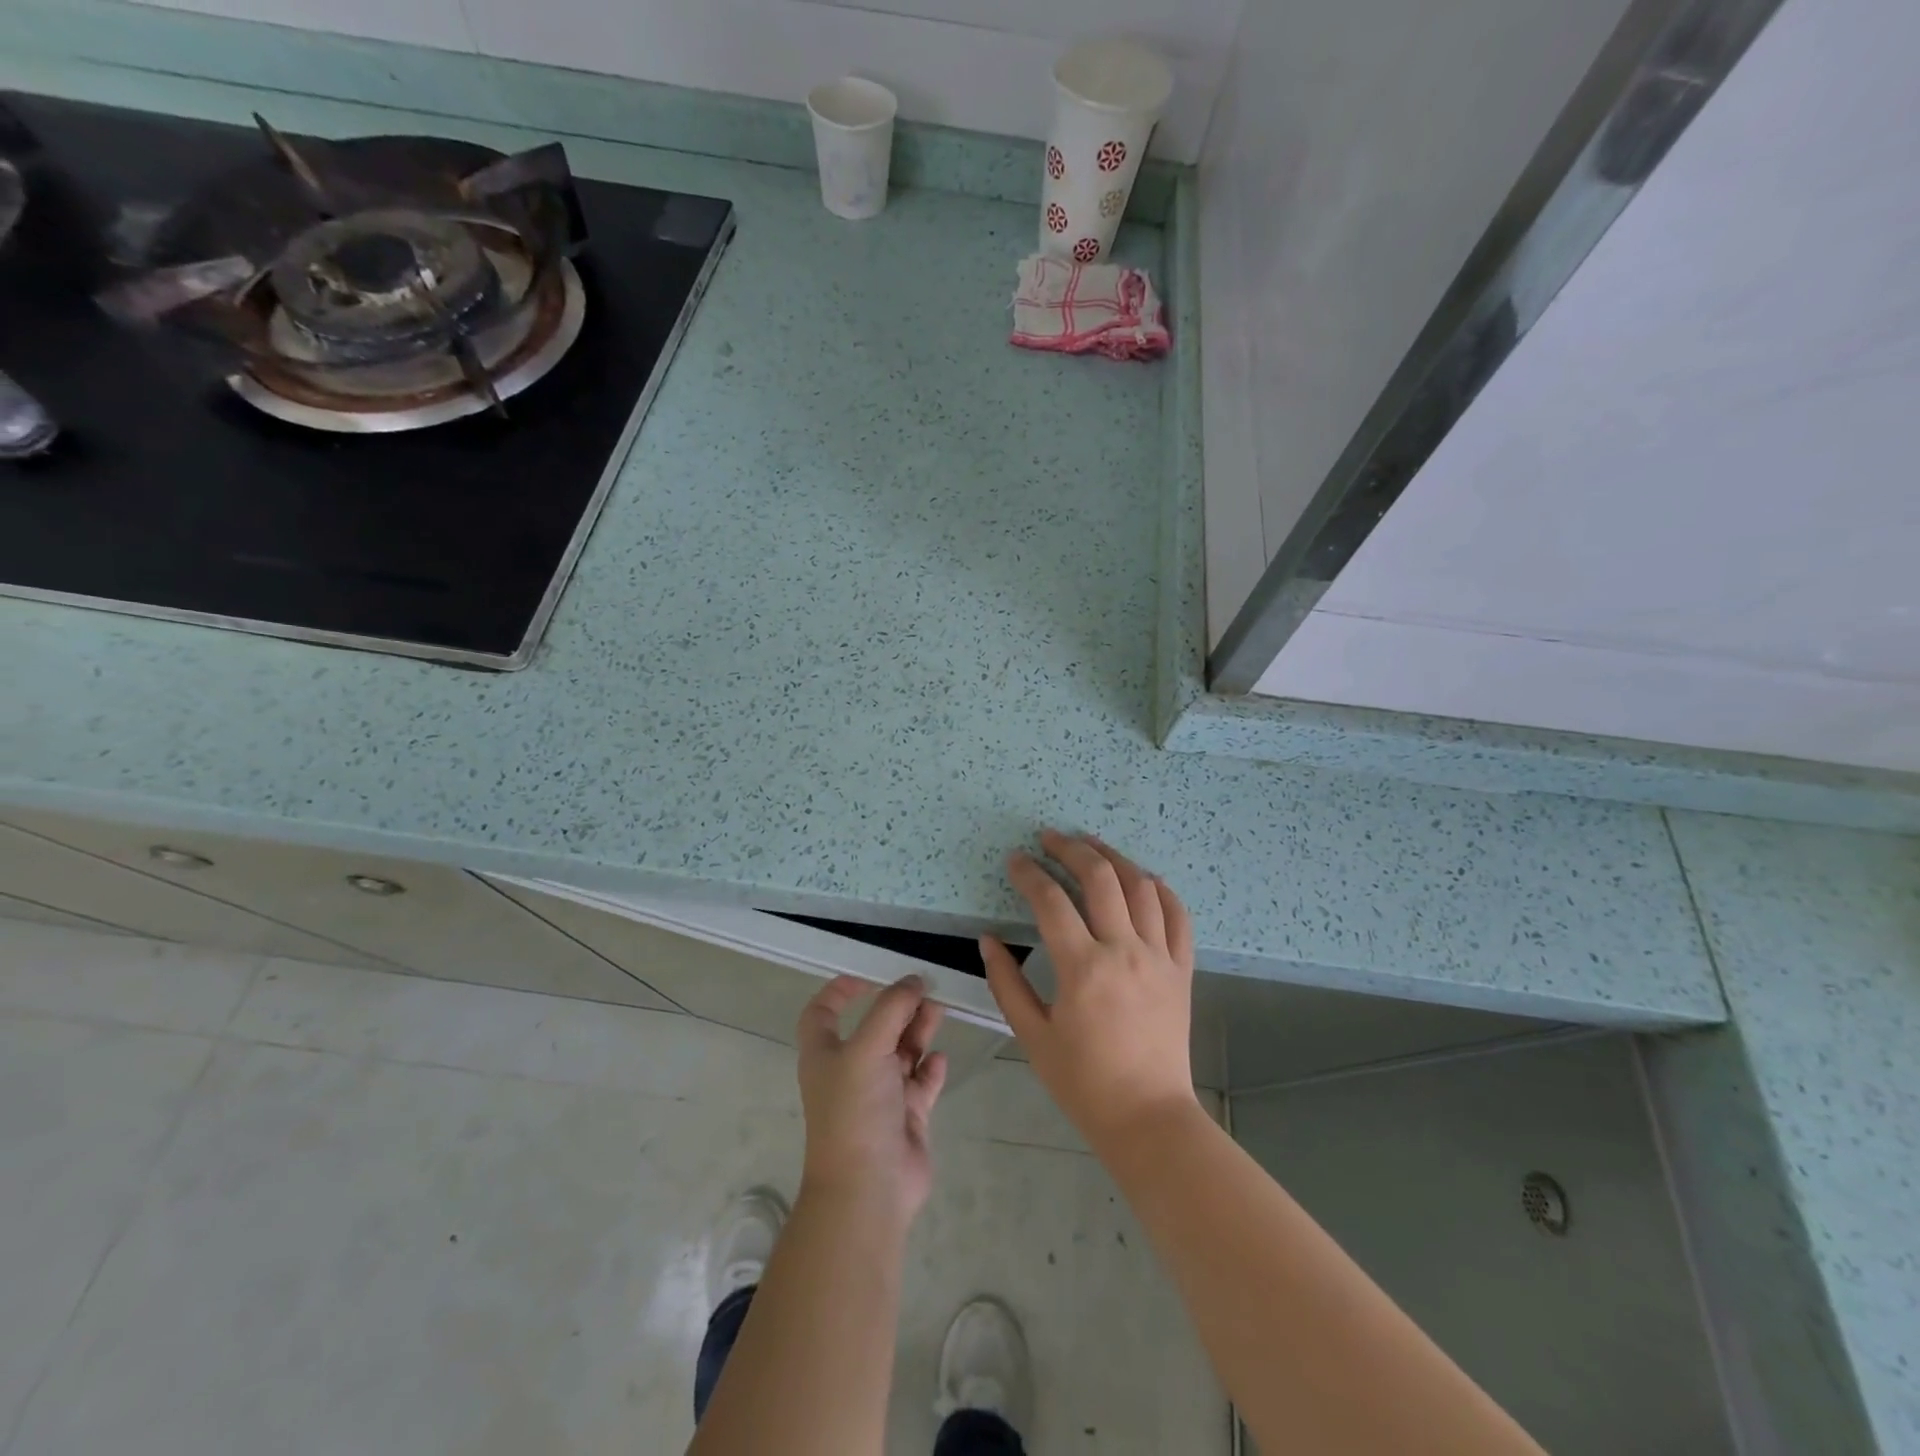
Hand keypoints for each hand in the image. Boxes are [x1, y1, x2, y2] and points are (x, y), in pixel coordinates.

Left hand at [795, 975, 948, 1225]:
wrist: (869, 1190)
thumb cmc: (855, 1111)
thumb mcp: (868, 1048)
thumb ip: (892, 1009)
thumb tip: (913, 980)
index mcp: (826, 1055)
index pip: (823, 1013)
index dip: (840, 991)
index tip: (870, 977)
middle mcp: (851, 1071)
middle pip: (874, 1028)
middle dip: (898, 1007)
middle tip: (926, 990)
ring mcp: (880, 1095)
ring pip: (901, 1051)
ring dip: (918, 1030)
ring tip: (939, 1012)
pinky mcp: (906, 1117)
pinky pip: (921, 1082)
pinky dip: (931, 1068)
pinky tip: (941, 1058)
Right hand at [980, 830, 1197, 1150]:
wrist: (1148, 1117)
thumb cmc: (1083, 1081)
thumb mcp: (1032, 1036)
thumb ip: (1007, 982)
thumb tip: (988, 940)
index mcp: (1082, 968)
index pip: (1051, 901)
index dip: (1029, 873)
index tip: (1016, 860)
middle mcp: (1124, 951)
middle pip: (1100, 878)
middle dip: (1071, 849)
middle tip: (1050, 838)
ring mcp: (1159, 957)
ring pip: (1141, 886)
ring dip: (1114, 857)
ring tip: (1091, 844)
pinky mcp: (1182, 969)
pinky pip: (1177, 916)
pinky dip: (1160, 889)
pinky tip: (1143, 878)